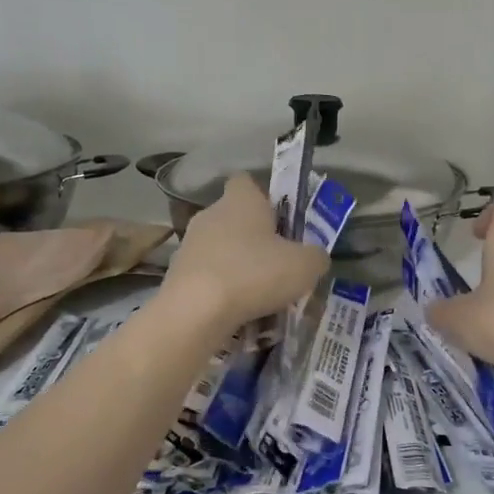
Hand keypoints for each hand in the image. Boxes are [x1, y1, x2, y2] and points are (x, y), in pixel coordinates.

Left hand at [162, 175, 328, 332]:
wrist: (196, 311)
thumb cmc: (255, 274)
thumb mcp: (305, 266)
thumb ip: (316, 256)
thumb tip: (315, 257)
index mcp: (241, 200)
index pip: (246, 181)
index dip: (264, 197)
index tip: (280, 220)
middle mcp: (210, 214)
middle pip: (235, 218)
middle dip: (255, 239)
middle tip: (279, 264)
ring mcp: (189, 245)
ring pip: (221, 250)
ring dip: (238, 267)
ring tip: (261, 296)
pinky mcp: (177, 275)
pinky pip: (208, 277)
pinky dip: (222, 290)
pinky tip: (238, 312)